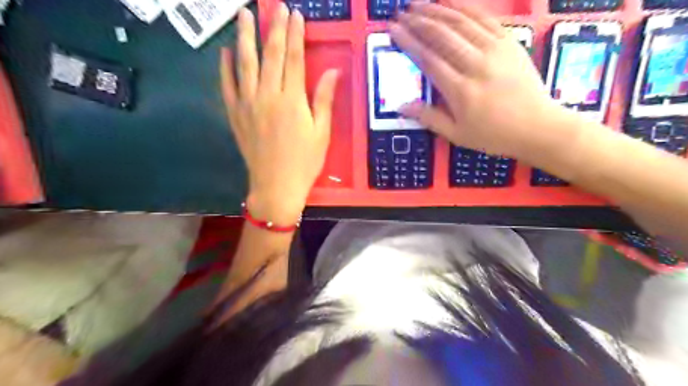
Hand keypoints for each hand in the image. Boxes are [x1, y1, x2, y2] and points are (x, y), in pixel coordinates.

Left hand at [220, 4, 337, 222]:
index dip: (295, 35)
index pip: (293, 59)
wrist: (276, 186)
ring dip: (245, 37)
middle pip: (270, 55)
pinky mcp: (235, 115)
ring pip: (245, 64)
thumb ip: (323, 100)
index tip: (295, 15)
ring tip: (244, 14)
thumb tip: (333, 71)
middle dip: (273, 27)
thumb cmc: (305, 162)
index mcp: (292, 101)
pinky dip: (225, 68)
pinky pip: (227, 86)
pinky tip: (225, 52)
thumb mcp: (322, 133)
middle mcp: (268, 96)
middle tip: (274, 5)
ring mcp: (248, 105)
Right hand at [393, 3, 563, 156]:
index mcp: (460, 90)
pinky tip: (450, 0)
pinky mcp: (509, 42)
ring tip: (419, 3)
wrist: (537, 127)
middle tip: (402, 13)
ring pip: (461, 22)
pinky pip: (484, 18)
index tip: (394, 30)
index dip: (409, 42)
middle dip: (419, 21)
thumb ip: (428, 118)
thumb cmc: (494, 135)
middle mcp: (476, 65)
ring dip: (437, 10)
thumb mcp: (457, 134)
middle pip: (442, 36)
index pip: (428, 59)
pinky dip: (465, 6)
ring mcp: (495, 50)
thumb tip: (401, 106)